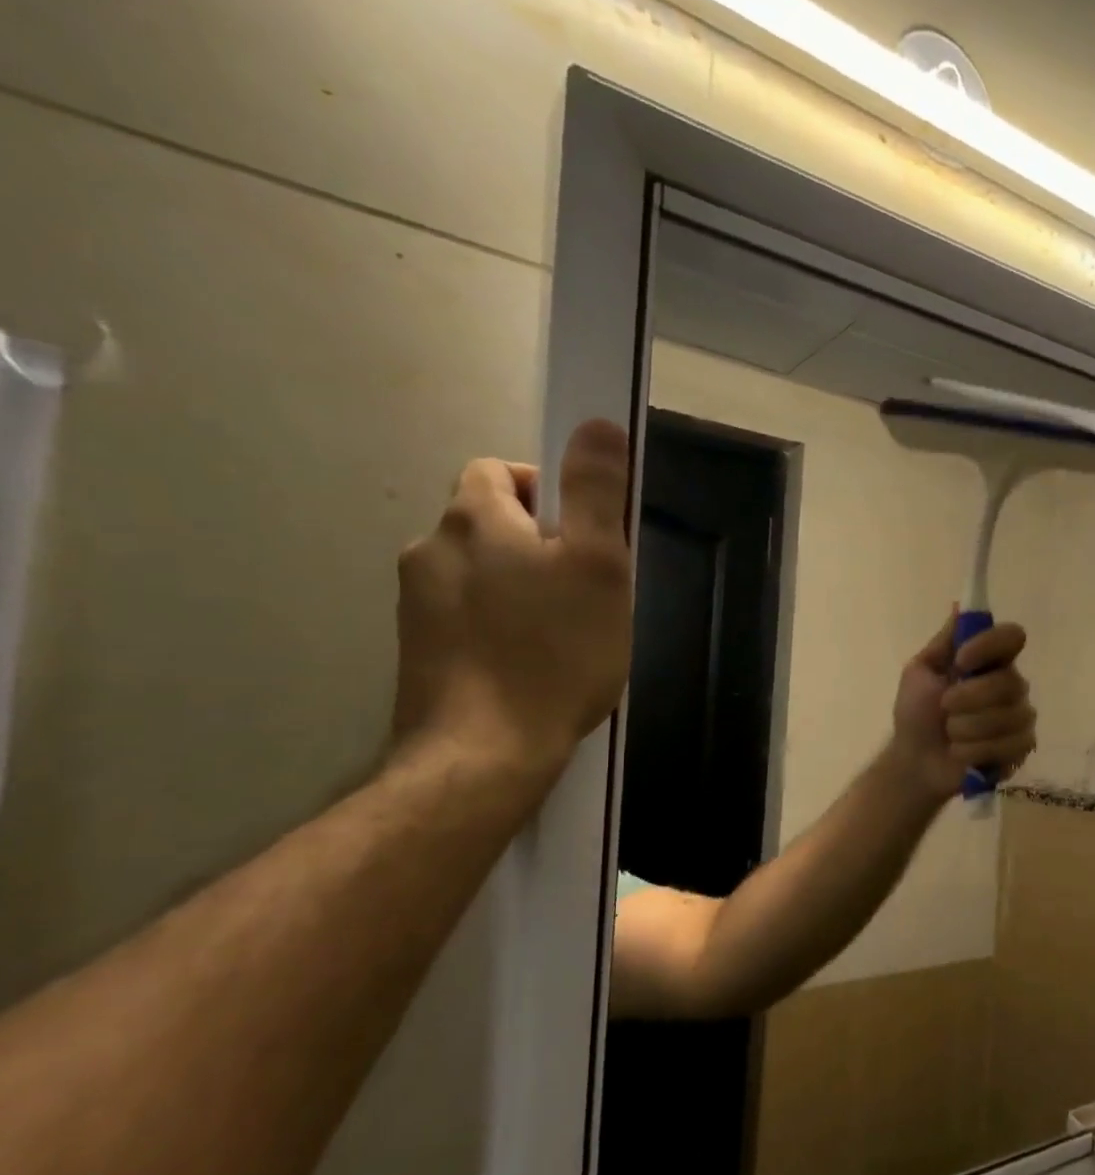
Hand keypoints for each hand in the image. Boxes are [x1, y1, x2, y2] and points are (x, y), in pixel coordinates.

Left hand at [391, 418, 633, 780]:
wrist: (484, 752)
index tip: (584, 537)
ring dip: (517, 586)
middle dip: (535, 544)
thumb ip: (596, 492)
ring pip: (476, 573)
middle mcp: (431, 550)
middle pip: (488, 523)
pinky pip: (464, 616)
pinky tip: (529, 664)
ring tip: (561, 634)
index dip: (545, 491)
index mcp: (474, 520)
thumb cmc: (555, 652)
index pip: (499, 471)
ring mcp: (415, 604)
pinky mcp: (417, 651)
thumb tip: (598, 422)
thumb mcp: (598, 565)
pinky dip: (496, 624)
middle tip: (584, 591)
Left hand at [887, 612, 1037, 803]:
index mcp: (990, 661)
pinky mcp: (1022, 748)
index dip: (989, 646)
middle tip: (944, 708)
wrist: (914, 761)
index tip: (961, 660)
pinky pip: (1011, 745)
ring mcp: (1020, 717)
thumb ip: (945, 641)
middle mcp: (1011, 684)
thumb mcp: (921, 672)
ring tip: (950, 735)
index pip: (1012, 636)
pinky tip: (962, 754)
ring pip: (1009, 716)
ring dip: (968, 728)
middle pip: (1010, 681)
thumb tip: (960, 605)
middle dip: (969, 698)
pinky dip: (976, 751)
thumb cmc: (916, 713)